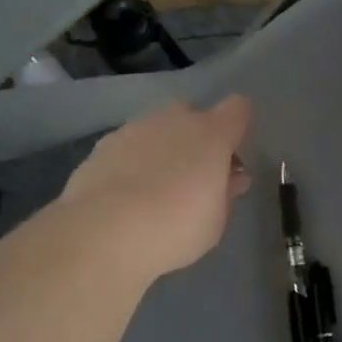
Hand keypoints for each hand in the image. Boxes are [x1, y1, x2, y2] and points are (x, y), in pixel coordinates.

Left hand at [61, 96, 253, 280]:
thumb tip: (232, 178)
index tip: (231, 157)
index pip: (237, 108)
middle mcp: (174, 121)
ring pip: (156, 128)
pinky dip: (131, 162)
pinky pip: (128, 146)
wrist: (103, 232)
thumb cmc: (176, 228)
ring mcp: (134, 129)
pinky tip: (125, 194)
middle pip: (192, 113)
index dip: (238, 126)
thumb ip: (226, 193)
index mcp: (211, 135)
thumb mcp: (216, 221)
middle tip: (193, 175)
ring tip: (155, 189)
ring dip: (162, 148)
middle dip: (195, 136)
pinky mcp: (103, 145)